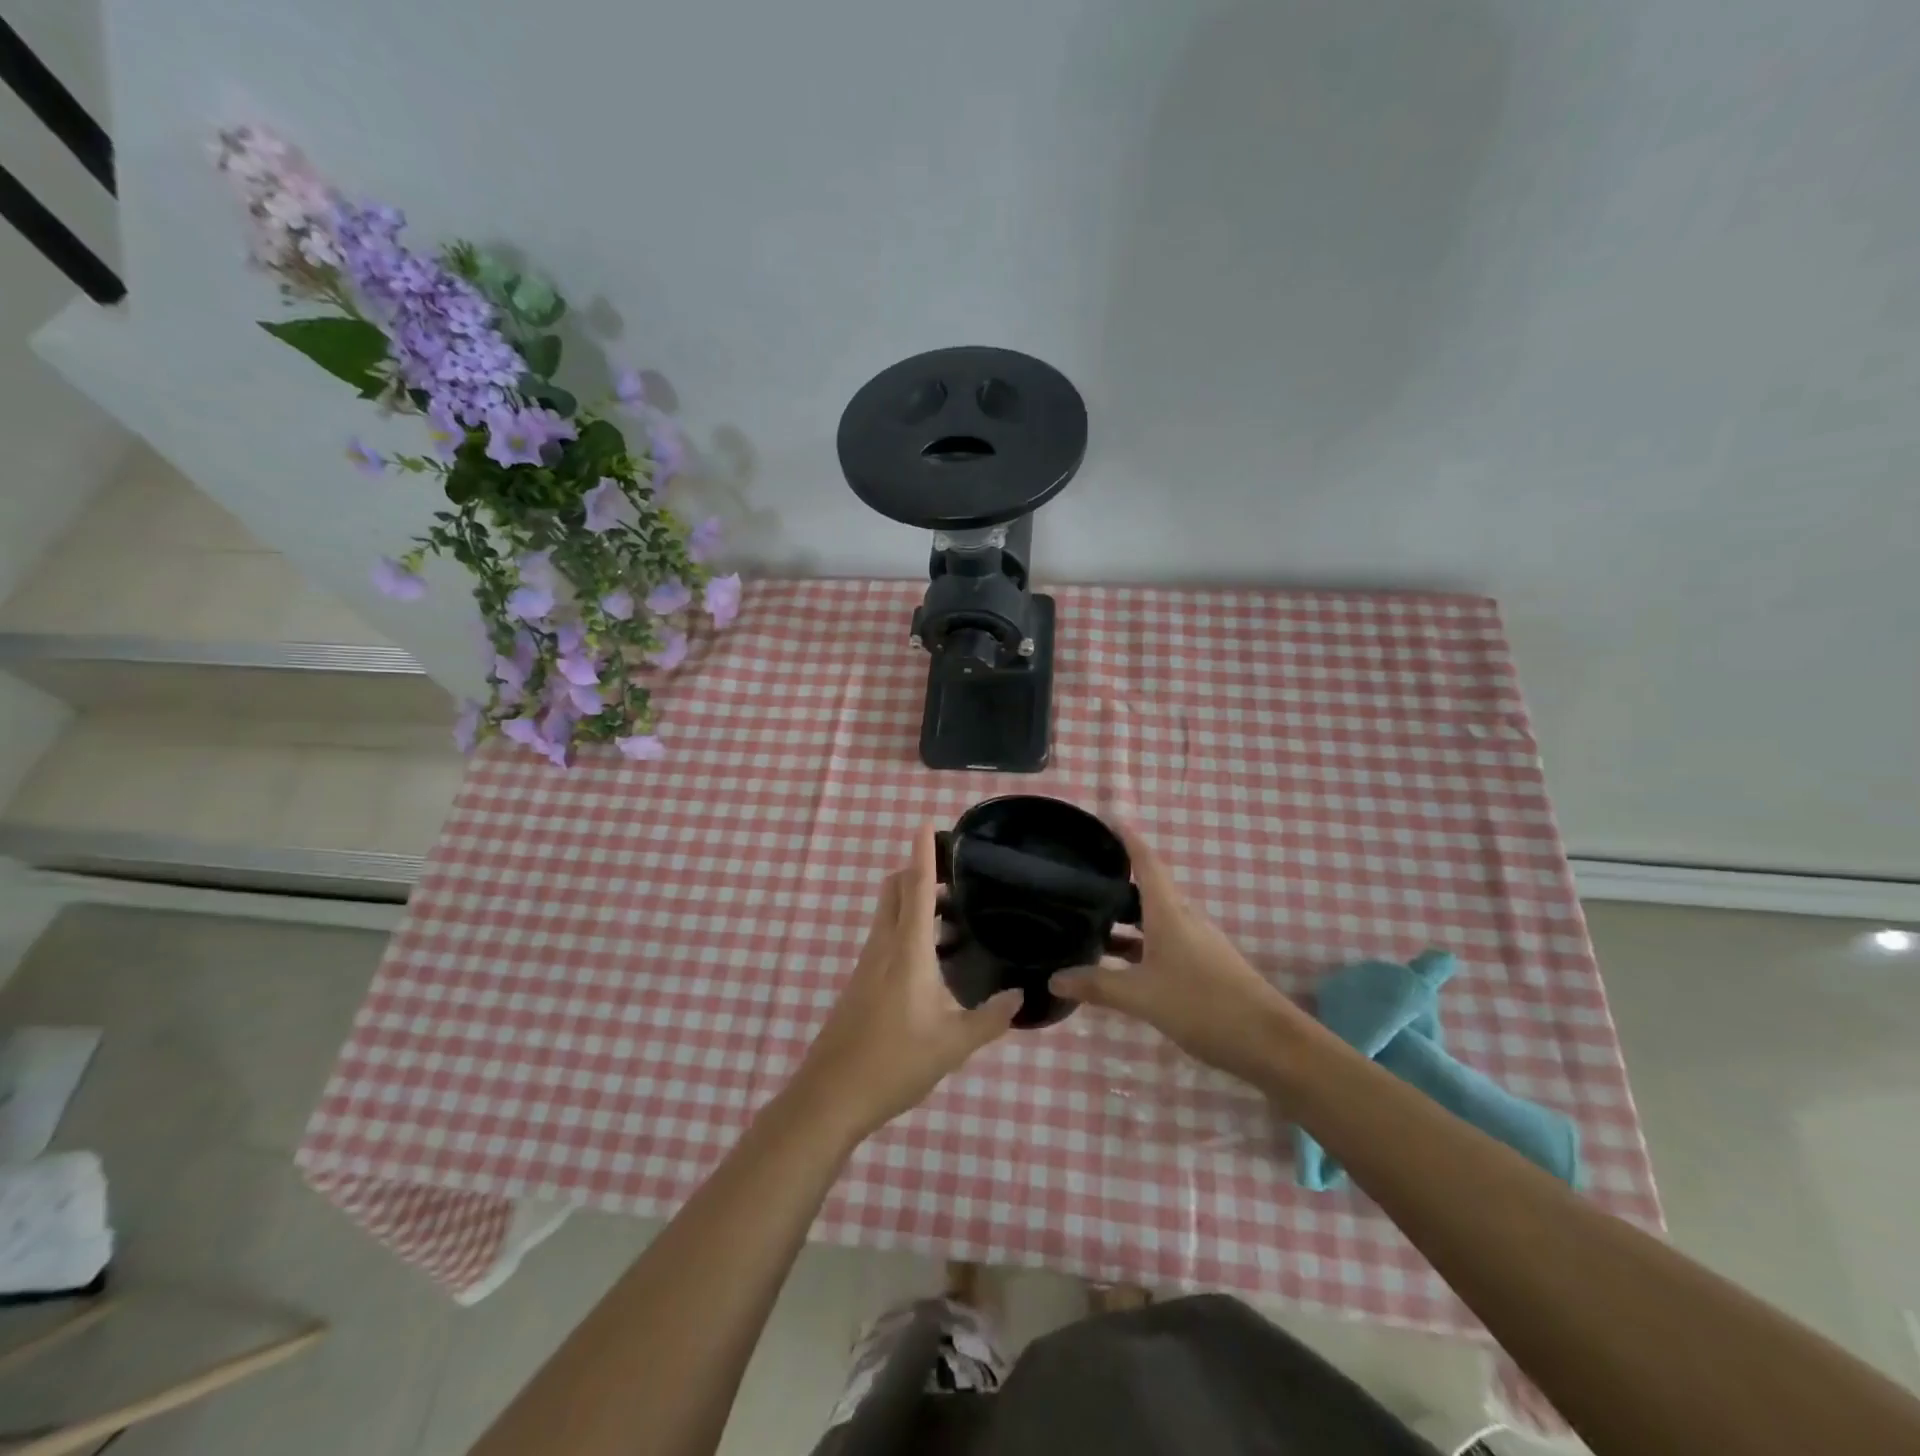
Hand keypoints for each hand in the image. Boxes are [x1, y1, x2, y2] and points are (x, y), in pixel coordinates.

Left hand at [792, 823, 1021, 1141]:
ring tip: (954, 915)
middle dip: (917, 871)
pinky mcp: (861, 983)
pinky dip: (907, 928)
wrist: (830, 1096)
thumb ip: (990, 1019)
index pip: (916, 889)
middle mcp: (884, 948)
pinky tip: (933, 958)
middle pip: (894, 891)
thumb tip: (1020, 997)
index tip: (927, 823)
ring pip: (888, 914)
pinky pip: (886, 938)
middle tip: (955, 874)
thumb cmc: (894, 1064)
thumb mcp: (952, 1045)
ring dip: (914, 902)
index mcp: (908, 952)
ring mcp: (867, 965)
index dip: (922, 854)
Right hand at [1050, 824, 1306, 1084]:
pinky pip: (1163, 943)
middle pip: (1148, 890)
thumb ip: (1098, 985)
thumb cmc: (1202, 1005)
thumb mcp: (1142, 996)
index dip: (1128, 839)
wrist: (1268, 1042)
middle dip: (1117, 882)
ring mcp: (1197, 944)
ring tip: (1090, 922)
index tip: (1107, 820)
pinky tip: (1119, 964)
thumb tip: (1054, 977)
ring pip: (1154, 920)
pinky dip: (1139, 945)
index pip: (1147, 862)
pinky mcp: (1203, 967)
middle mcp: (1184, 920)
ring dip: (1126, 919)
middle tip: (1081, 879)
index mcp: (1170, 913)